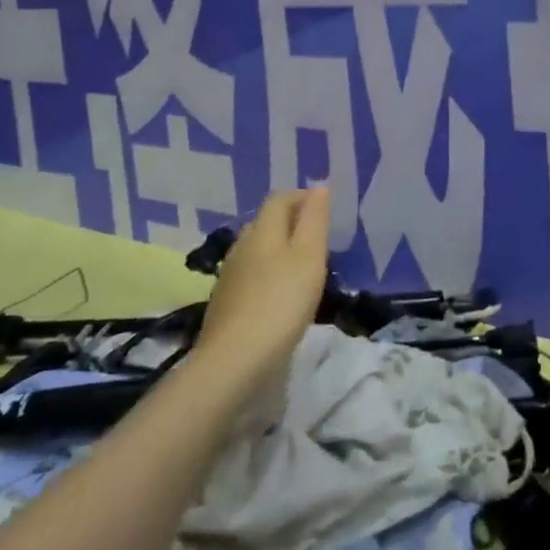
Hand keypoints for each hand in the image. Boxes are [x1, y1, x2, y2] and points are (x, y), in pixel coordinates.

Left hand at [195, 188, 330, 392]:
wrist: (233, 362)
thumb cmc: (281, 303)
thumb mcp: (309, 257)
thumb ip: (314, 221)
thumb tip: (318, 188)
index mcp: (263, 230)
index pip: (280, 199)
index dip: (302, 197)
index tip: (324, 210)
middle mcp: (242, 246)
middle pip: (266, 222)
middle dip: (291, 223)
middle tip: (318, 239)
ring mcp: (230, 276)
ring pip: (257, 250)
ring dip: (279, 250)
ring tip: (303, 267)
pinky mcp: (225, 303)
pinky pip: (250, 275)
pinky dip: (268, 275)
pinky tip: (279, 295)